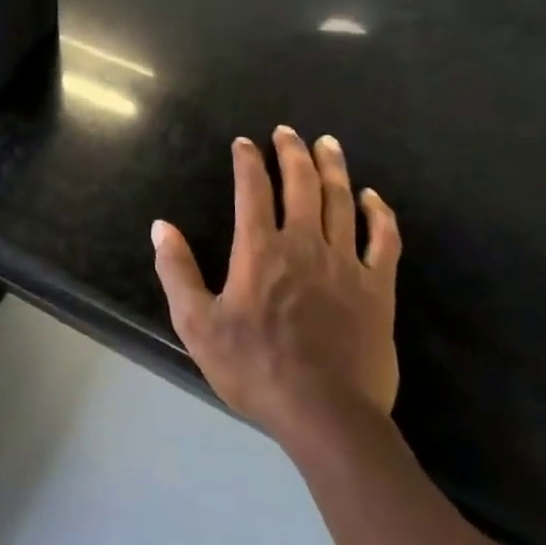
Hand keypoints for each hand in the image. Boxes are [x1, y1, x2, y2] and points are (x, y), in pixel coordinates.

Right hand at [151, 126, 401, 451]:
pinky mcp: (378, 289)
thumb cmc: (254, 368)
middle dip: (292, 153)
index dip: (247, 162)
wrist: (325, 414)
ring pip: (342, 203)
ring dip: (333, 169)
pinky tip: (373, 197)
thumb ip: (176, 271)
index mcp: (259, 251)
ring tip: (328, 144)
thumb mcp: (197, 324)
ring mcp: (347, 265)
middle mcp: (304, 245)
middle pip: (301, 186)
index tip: (244, 143)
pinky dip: (379, 214)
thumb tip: (161, 227)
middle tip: (287, 131)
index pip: (251, 191)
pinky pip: (384, 241)